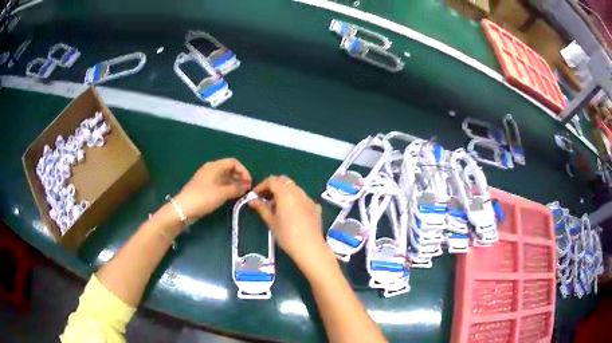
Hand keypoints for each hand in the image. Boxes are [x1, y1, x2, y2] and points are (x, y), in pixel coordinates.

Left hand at [175, 158, 251, 220]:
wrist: (184, 208)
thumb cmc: (203, 198)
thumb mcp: (222, 193)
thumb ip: (236, 189)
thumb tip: (246, 187)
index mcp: (214, 166)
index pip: (233, 162)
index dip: (243, 171)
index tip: (249, 183)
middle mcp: (211, 169)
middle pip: (229, 169)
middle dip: (240, 177)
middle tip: (247, 189)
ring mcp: (207, 178)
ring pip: (224, 177)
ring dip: (234, 183)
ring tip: (241, 193)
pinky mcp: (204, 187)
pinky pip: (219, 184)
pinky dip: (227, 187)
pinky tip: (232, 195)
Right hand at [249, 175, 328, 272]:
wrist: (310, 248)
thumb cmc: (287, 236)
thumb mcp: (271, 222)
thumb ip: (262, 208)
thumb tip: (252, 200)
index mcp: (286, 194)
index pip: (272, 180)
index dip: (262, 185)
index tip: (255, 195)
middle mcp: (298, 192)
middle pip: (284, 181)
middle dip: (273, 186)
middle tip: (265, 198)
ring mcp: (309, 199)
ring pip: (294, 188)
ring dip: (284, 192)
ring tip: (276, 207)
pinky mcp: (316, 207)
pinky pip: (302, 198)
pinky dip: (294, 199)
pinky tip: (291, 213)